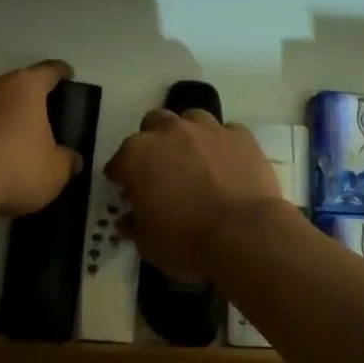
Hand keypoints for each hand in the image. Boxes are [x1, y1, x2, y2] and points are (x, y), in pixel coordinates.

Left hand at [0, 61, 81, 216]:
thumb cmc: (16, 168)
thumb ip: (66, 161)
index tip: (67, 75)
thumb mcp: (55, 172)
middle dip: (25, 94)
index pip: (49, 71)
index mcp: (25, 86)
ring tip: (8, 135)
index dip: (61, 72)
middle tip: (37, 114)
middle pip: (14, 82)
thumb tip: (72, 159)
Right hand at [105, 109, 284, 278]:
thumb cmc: (186, 240)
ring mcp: (208, 129)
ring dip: (189, 135)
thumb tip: (128, 220)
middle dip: (154, 142)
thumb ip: (135, 225)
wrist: (244, 234)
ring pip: (191, 119)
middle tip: (161, 168)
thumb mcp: (149, 244)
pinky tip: (227, 164)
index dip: (122, 177)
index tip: (128, 192)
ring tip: (196, 159)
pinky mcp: (241, 136)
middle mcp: (170, 131)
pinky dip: (223, 145)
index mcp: (138, 155)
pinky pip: (227, 133)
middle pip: (153, 124)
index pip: (119, 162)